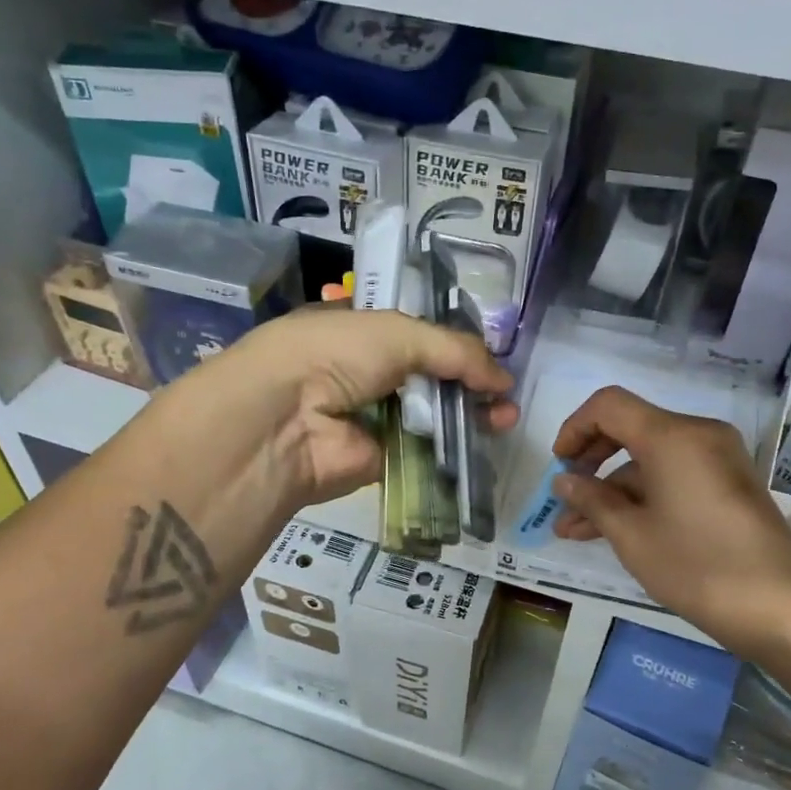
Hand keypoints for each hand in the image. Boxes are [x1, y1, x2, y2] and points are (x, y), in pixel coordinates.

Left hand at [184, 308, 516, 505]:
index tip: (489, 353)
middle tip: (505, 394)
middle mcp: (366, 372)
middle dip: (470, 382)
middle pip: (429, 376)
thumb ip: (455, 351)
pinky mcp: (380, 458)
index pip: (417, 334)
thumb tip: (503, 379)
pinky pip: (423, 451)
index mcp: (360, 331)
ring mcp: (372, 417)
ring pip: (431, 415)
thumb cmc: (335, 355)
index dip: (454, 342)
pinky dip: (452, 448)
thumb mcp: (398, 333)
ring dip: (470, 416)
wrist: (284, 420)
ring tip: (506, 417)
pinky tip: (485, 441)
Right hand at [550, 386, 790, 654]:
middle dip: (591, 462)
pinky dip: (643, 496)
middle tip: (565, 497)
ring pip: (650, 459)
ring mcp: (717, 459)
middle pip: (630, 428)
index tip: (558, 466)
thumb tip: (564, 481)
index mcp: (673, 436)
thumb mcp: (632, 536)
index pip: (609, 405)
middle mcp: (698, 434)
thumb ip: (593, 500)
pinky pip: (674, 475)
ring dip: (613, 489)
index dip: (575, 428)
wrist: (781, 609)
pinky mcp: (728, 484)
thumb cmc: (698, 566)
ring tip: (575, 530)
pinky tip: (614, 529)